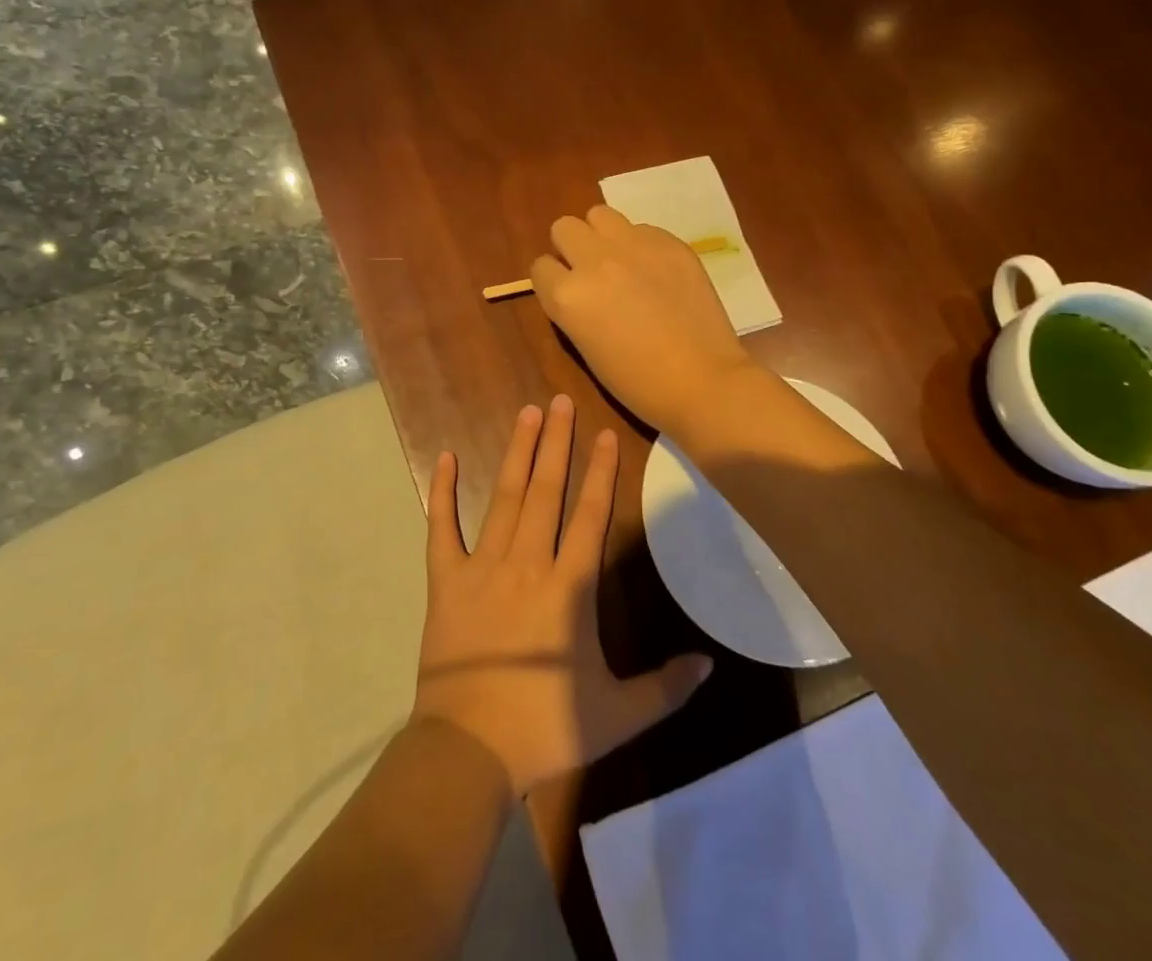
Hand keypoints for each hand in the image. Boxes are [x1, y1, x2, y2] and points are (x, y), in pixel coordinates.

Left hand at [413, 395, 711, 794]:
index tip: (604, 433)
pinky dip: (443, 492)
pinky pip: (442, 528)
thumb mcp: (618, 716)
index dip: (600, 471)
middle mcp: (527, 562)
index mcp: (568, 587)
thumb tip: (709, 664)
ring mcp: (483, 566)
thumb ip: (666, 687)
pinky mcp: (446, 580)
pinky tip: (446, 457)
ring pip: (504, 497)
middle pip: (546, 491)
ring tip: (526, 413)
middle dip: (556, 443)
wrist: (468, 750)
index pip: (589, 515)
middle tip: (560, 401)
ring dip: (517, 453)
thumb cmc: (546, 728)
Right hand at [530, 206, 758, 434]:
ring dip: (602, 235)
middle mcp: (594, 260)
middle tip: (591, 271)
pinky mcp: (669, 242)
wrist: (702, 380)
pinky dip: (641, 245)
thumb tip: (576, 286)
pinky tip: (657, 272)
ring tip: (620, 261)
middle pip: (564, 227)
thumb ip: (572, 307)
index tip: (568, 293)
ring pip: (599, 214)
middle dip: (571, 248)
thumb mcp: (585, 347)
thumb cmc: (637, 382)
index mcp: (568, 295)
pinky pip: (641, 228)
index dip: (553, 280)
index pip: (540, 267)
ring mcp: (634, 246)